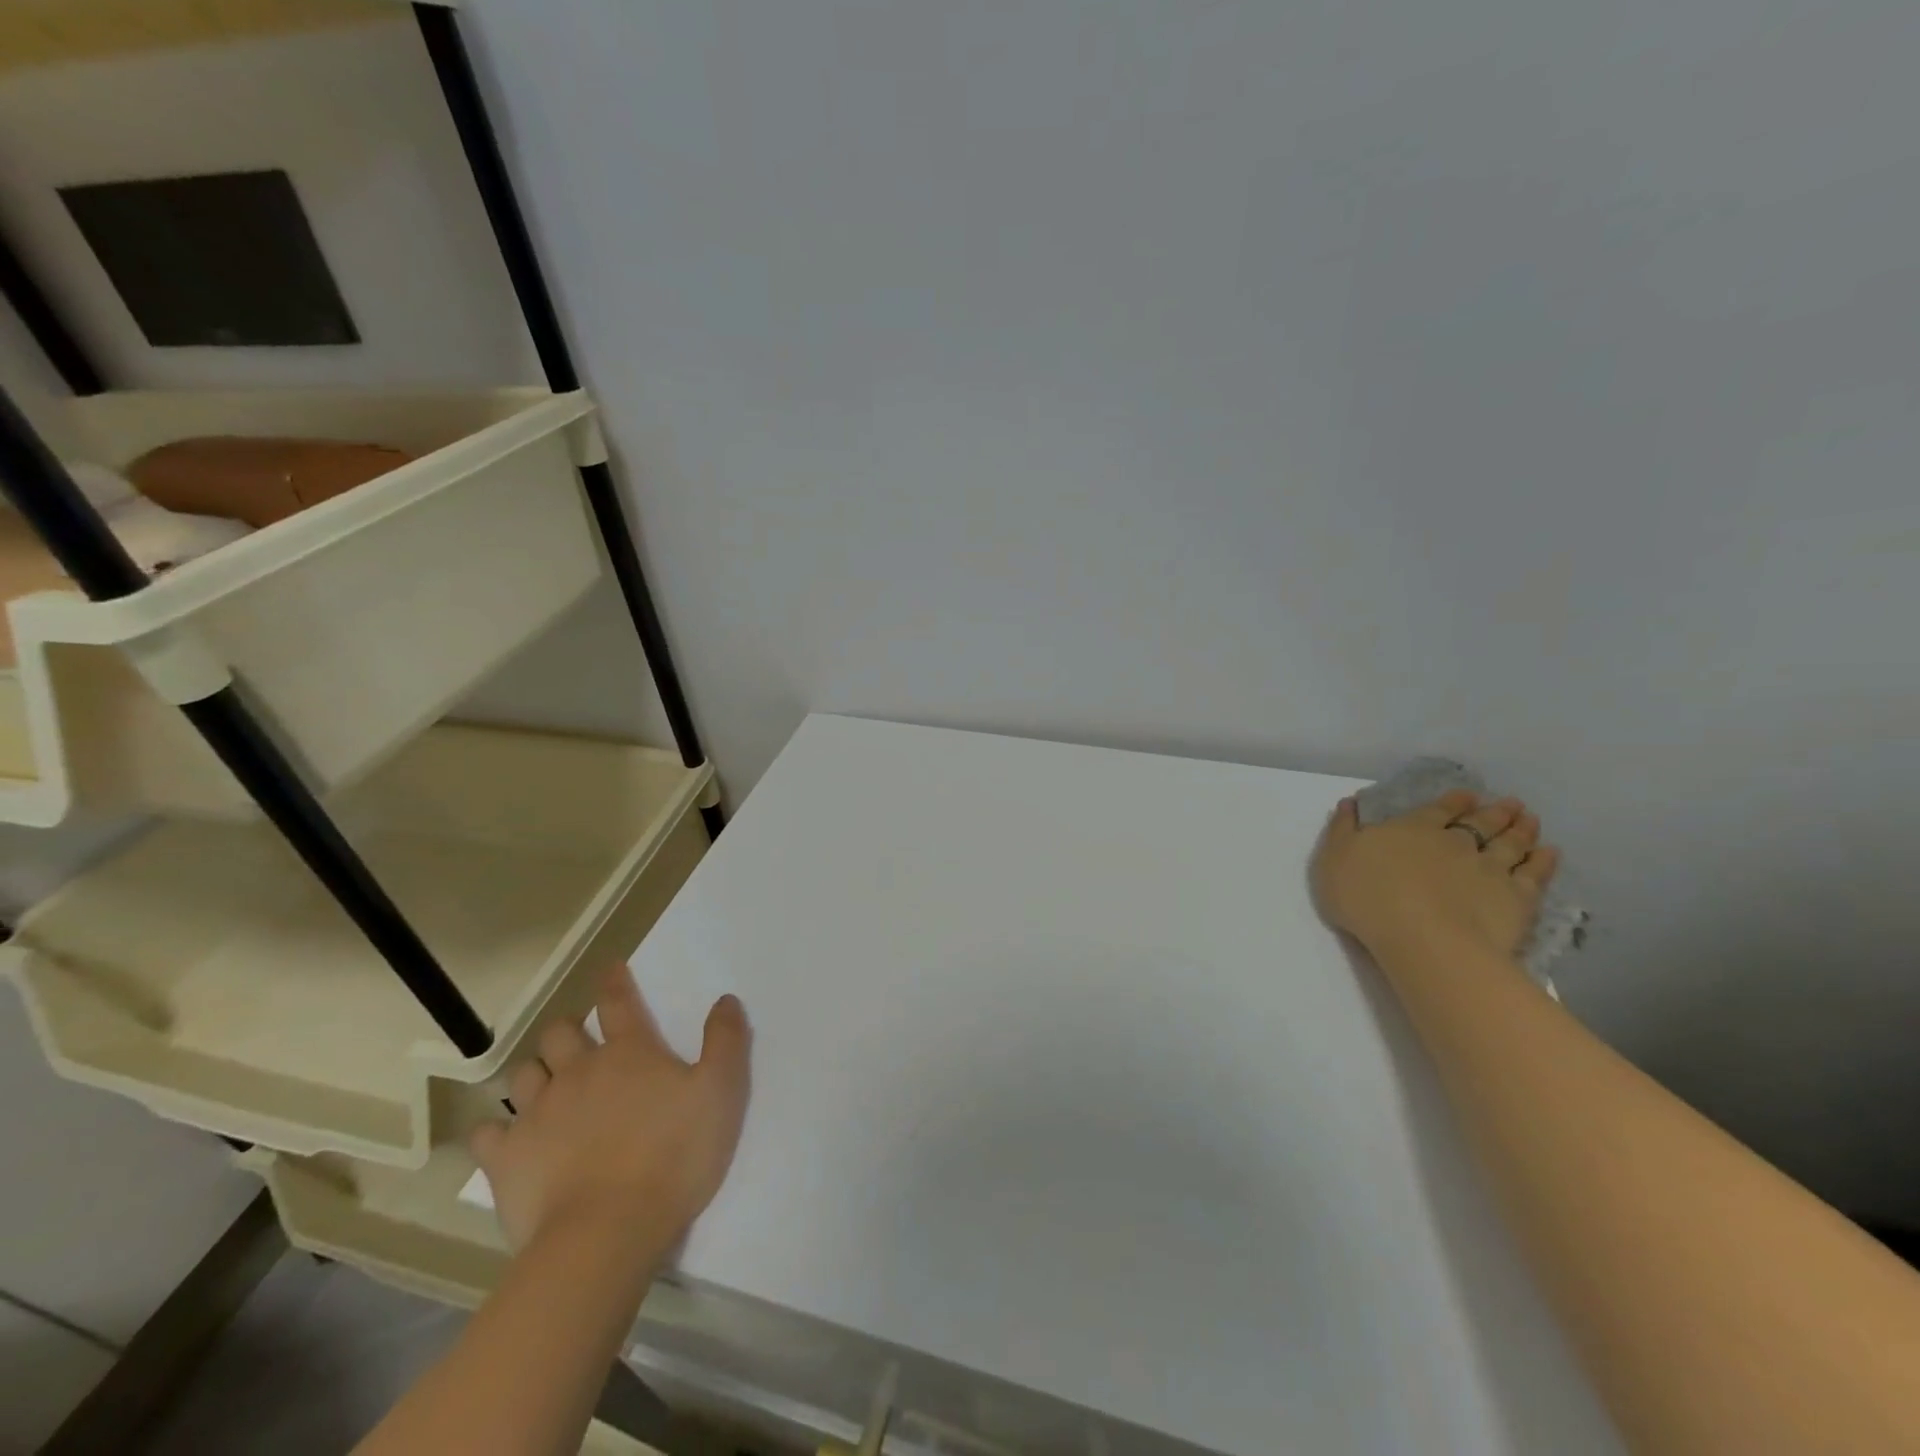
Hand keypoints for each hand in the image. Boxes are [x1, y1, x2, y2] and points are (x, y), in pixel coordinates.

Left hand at [471, 968, 751, 1259]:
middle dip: (568, 1031)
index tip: (612, 969)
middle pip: (561, 1033)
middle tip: (580, 1044)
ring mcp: (537, 1113)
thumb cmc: (674, 1156)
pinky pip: (487, 1133)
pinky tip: (505, 1138)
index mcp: (629, 1052)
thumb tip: (726, 1000)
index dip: (615, 982)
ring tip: (547, 1087)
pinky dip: (495, 1130)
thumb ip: (726, 1041)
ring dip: (536, 1073)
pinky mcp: (507, 1158)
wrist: (607, 1232)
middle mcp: (578, 1071)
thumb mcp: (721, 1093)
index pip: (618, 1002)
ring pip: (524, 1074)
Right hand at [1312, 789, 1560, 964]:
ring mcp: (1489, 868)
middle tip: (1511, 803)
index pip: (1437, 809)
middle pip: (1479, 822)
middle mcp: (1455, 842)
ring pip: (1510, 843)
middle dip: (1494, 811)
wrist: (1420, 937)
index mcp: (1412, 829)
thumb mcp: (1334, 858)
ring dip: (1522, 830)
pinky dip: (1543, 862)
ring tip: (1531, 820)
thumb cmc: (1367, 897)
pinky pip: (1534, 875)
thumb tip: (1349, 803)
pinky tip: (1551, 854)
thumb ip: (1342, 830)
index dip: (1453, 801)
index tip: (1468, 795)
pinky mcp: (1515, 898)